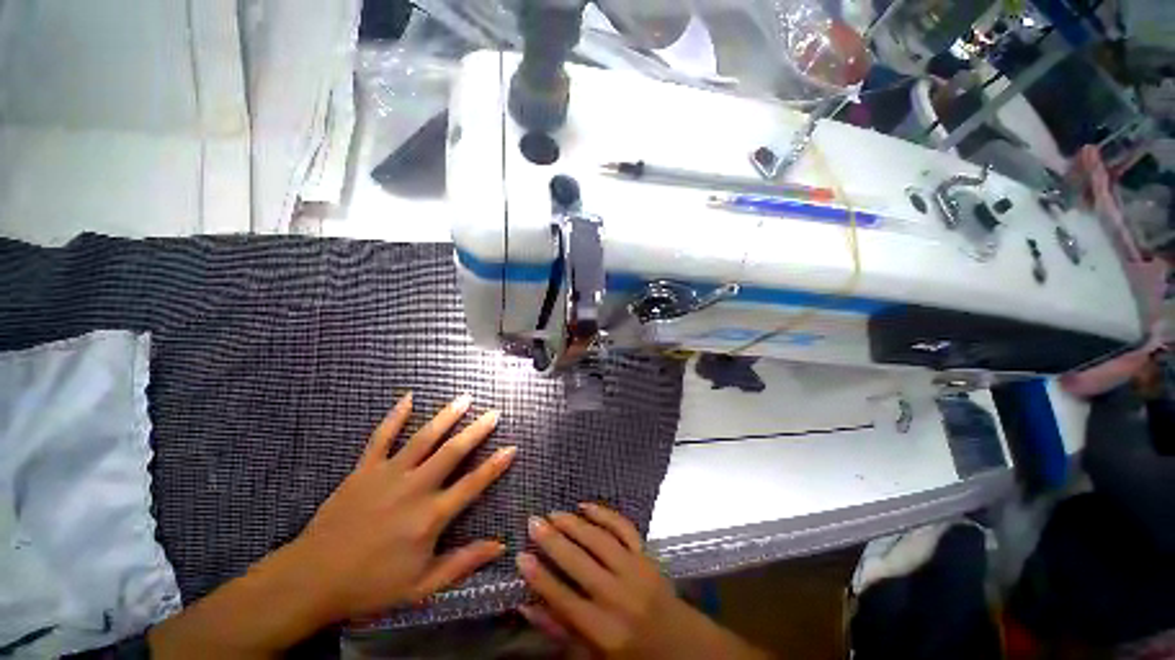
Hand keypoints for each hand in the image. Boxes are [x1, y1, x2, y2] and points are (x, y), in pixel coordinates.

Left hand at [149, 393, 516, 658]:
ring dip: (447, 416)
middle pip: (453, 452)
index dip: (495, 465)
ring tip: (465, 399)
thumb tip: (500, 546)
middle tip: (493, 413)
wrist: (311, 580)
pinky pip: (381, 437)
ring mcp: (388, 475)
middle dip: (477, 431)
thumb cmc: (370, 586)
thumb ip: (463, 563)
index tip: (512, 447)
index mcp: (431, 516)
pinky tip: (408, 398)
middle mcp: (415, 488)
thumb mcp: (422, 587)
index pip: (473, 484)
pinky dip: (395, 416)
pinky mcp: (364, 470)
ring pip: (424, 438)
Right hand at [517, 505, 770, 659]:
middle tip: (533, 521)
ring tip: (554, 513)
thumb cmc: (631, 654)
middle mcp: (619, 597)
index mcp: (604, 631)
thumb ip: (560, 630)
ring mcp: (635, 570)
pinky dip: (604, 513)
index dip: (539, 577)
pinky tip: (586, 506)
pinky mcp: (646, 554)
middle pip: (579, 563)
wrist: (681, 644)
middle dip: (553, 540)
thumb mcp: (593, 655)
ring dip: (574, 523)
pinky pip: (623, 527)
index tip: (521, 556)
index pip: (563, 599)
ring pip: (599, 540)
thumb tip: (527, 606)